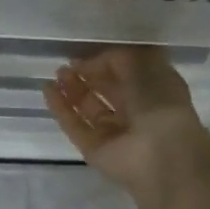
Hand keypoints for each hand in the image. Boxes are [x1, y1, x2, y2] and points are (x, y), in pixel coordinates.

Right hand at [43, 47, 209, 198]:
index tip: (87, 53)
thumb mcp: (144, 65)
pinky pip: (75, 125)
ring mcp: (114, 133)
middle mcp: (136, 111)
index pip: (127, 72)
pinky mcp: (95, 149)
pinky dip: (61, 108)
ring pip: (89, 108)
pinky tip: (47, 90)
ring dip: (73, 90)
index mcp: (156, 90)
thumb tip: (92, 62)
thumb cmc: (159, 103)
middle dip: (87, 76)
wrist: (161, 155)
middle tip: (66, 65)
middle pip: (107, 90)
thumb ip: (117, 58)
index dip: (107, 61)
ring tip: (56, 75)